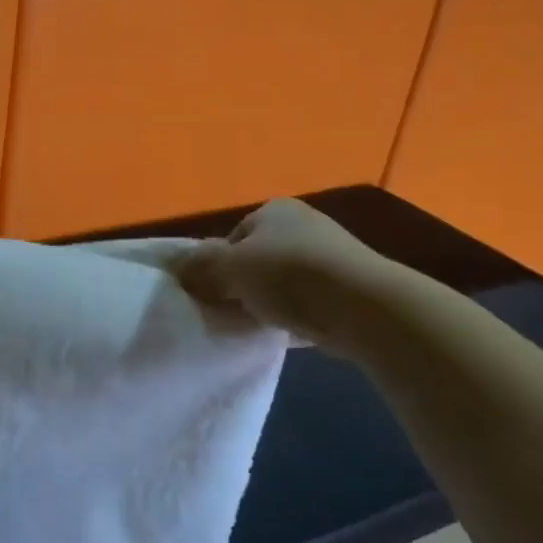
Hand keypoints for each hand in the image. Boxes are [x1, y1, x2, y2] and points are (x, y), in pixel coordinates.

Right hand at [179, 198, 401, 354]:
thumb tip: (181, 271)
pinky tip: (289, 331)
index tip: (214, 292)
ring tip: (260, 324)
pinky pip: (308, 301)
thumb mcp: (229, 267)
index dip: (218, 265)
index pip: (233, 237)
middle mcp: (304, 224)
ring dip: (270, 300)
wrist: (362, 305)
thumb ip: (200, 267)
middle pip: (258, 258)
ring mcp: (332, 255)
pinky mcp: (350, 287)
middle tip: (232, 309)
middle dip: (244, 283)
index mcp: (274, 210)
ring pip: (283, 281)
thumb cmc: (288, 274)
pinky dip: (296, 314)